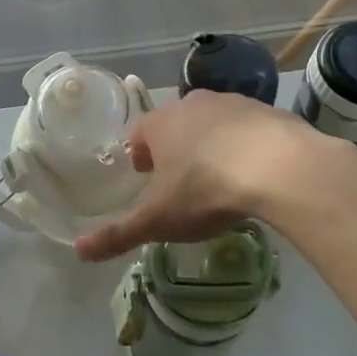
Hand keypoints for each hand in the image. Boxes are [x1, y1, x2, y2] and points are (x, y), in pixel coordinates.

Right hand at [74, 91, 356, 260]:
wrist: (278, 167)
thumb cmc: (205, 190)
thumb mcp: (157, 220)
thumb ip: (118, 234)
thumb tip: (78, 251)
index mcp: (160, 124)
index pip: (138, 133)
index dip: (139, 154)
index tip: (144, 174)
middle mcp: (192, 104)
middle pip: (175, 124)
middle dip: (174, 147)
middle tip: (179, 178)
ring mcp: (233, 103)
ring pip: (212, 123)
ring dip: (210, 143)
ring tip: (218, 175)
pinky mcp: (268, 111)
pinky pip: (248, 128)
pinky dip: (246, 145)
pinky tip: (255, 171)